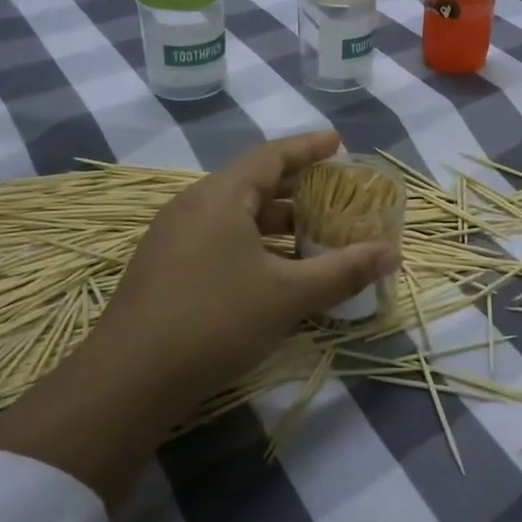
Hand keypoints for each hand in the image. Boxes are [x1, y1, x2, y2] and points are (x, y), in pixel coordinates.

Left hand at [0, 131, 398, 504]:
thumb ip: (343, 270)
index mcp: (220, 196)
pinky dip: (253, 244)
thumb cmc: (215, 320)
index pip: (272, 155)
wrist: (128, 379)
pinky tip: (273, 272)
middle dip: (297, 189)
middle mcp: (193, 206)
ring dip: (276, 222)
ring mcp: (173, 237)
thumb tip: (393, 253)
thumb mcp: (288, 295)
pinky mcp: (165, 268)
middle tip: (335, 196)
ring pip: (235, 216)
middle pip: (254, 184)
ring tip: (312, 236)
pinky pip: (219, 239)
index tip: (338, 142)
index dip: (308, 147)